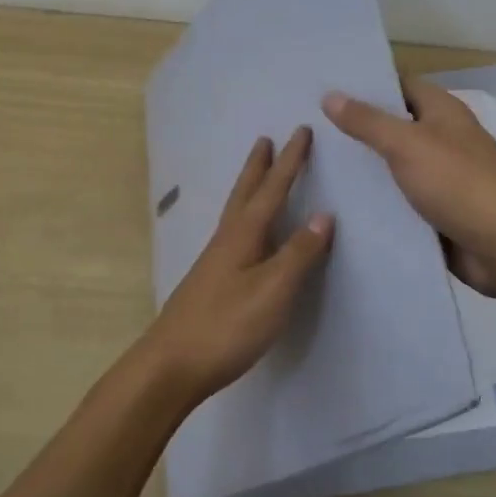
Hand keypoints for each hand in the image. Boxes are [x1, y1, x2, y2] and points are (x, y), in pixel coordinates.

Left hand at [136, 126, 334, 405]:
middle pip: (245, 193)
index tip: (301, 131)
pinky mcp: (210, 282)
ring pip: (236, 212)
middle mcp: (226, 240)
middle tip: (266, 139)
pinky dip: (245, 217)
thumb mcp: (273, 290)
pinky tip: (245, 234)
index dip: (290, 161)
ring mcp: (214, 262)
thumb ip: (299, 253)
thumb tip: (325, 215)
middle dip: (259, 166)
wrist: (170, 366)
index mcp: (243, 236)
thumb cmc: (227, 326)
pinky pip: (233, 233)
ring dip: (249, 188)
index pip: (272, 190)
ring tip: (257, 174)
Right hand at [322, 79, 495, 296]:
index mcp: (444, 112)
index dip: (367, 84)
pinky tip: (340, 203)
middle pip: (395, 126)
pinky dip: (377, 201)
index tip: (326, 87)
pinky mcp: (437, 212)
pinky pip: (401, 200)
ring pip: (395, 166)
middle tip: (309, 127)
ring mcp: (441, 177)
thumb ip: (368, 122)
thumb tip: (330, 96)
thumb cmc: (458, 183)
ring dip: (364, 167)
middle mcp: (444, 139)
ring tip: (316, 163)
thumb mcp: (408, 145)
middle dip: (358, 127)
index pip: (400, 86)